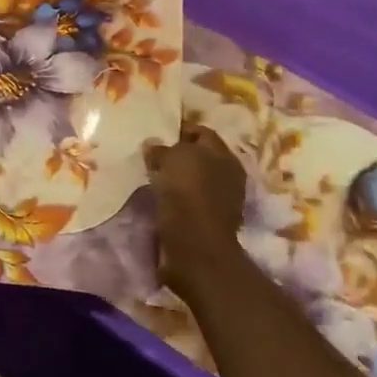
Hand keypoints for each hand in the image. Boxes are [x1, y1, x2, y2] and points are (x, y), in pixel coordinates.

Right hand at [144, 125, 250, 306]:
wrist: (195, 247)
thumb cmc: (187, 194)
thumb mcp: (171, 160)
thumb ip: (163, 148)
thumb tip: (152, 144)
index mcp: (224, 156)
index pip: (202, 132)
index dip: (180, 129)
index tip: (157, 131)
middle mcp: (226, 176)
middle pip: (199, 157)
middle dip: (177, 154)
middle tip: (151, 153)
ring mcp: (219, 201)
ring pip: (192, 180)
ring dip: (174, 178)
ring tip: (150, 175)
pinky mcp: (206, 222)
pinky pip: (187, 200)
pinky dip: (174, 197)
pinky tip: (157, 197)